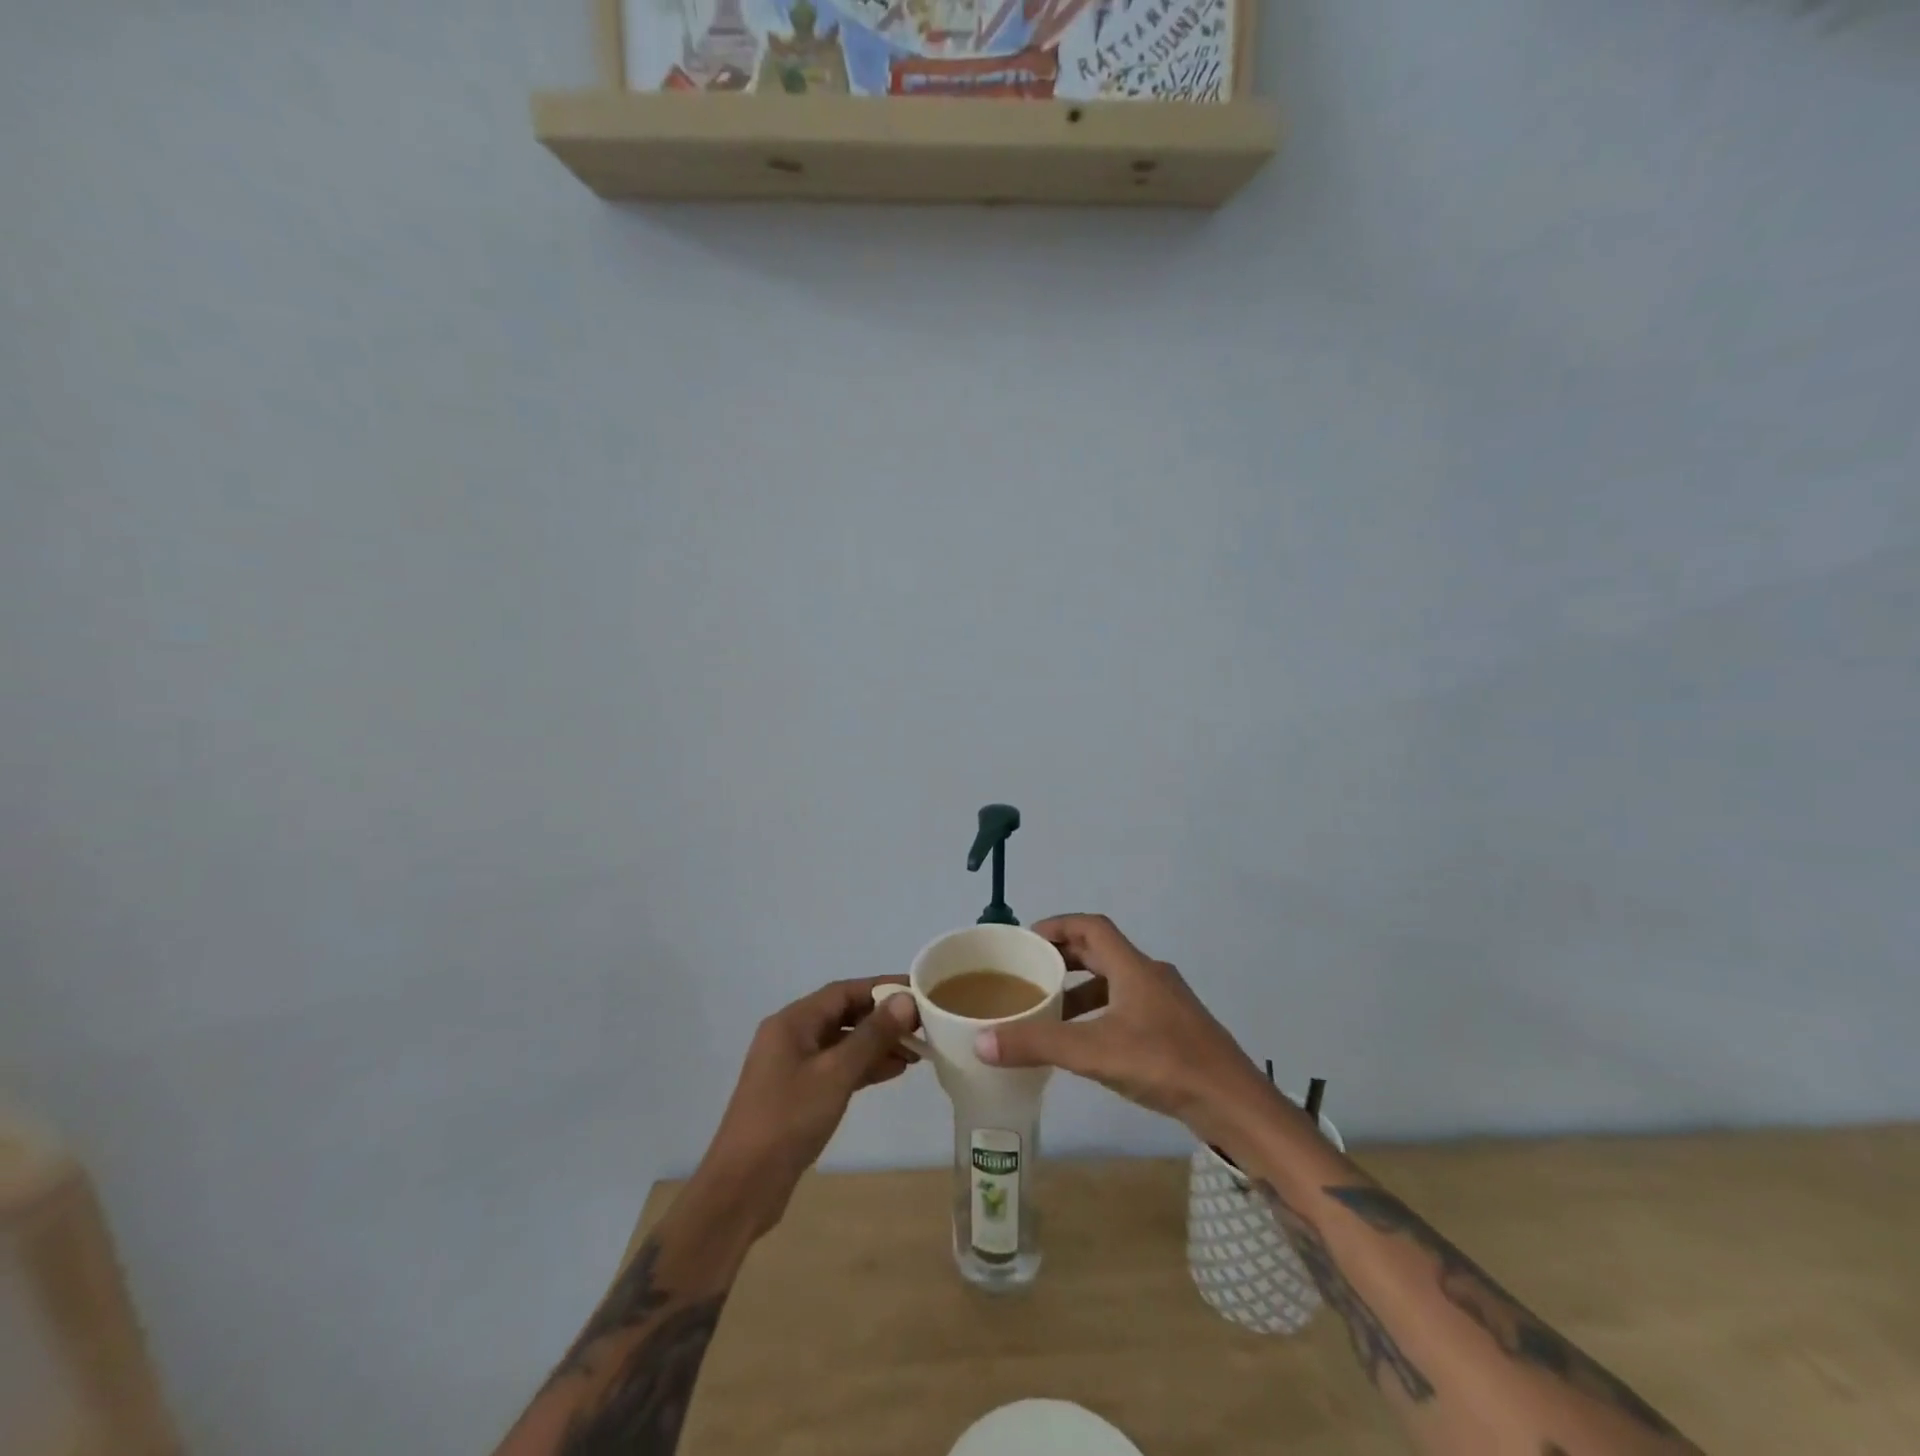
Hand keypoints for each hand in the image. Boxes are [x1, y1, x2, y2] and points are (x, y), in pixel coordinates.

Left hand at [697, 979, 919, 1232]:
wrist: (742, 1187)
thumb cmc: (788, 1120)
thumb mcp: (835, 1074)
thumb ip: (872, 1036)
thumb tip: (906, 1000)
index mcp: (792, 1022)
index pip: (844, 991)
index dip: (882, 988)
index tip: (918, 990)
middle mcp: (791, 1036)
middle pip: (844, 1015)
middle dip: (882, 1018)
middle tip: (923, 1024)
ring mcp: (793, 1067)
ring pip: (842, 1043)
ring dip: (877, 1044)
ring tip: (916, 1051)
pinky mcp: (798, 1094)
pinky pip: (837, 1068)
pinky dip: (863, 1067)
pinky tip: (893, 1072)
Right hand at [975, 914, 1274, 1143]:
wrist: (1237, 1106)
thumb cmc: (1166, 1065)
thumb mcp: (1095, 1053)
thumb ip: (1039, 1045)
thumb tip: (981, 1041)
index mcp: (1134, 967)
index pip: (1091, 926)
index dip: (1056, 925)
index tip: (1025, 939)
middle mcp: (1150, 976)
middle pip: (1101, 952)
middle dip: (1063, 958)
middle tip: (1029, 974)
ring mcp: (1166, 1003)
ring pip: (1114, 982)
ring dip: (1081, 990)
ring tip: (1050, 1012)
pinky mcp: (1175, 1030)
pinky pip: (1127, 1007)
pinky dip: (1100, 1014)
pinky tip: (1087, 1044)